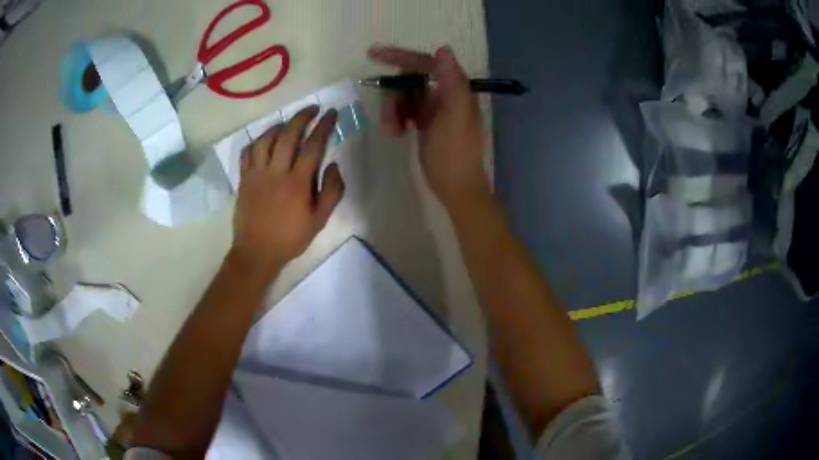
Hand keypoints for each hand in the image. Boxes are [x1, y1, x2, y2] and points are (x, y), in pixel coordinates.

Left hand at [230, 106, 343, 280]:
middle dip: (302, 117)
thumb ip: (331, 192)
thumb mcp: (319, 221)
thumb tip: (333, 165)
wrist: (256, 253)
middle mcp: (276, 172)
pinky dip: (257, 141)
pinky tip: (264, 141)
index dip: (324, 126)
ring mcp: (256, 174)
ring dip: (279, 126)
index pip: (313, 146)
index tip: (331, 113)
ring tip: (289, 123)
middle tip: (313, 108)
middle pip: (288, 135)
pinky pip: (247, 152)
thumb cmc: (290, 238)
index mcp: (297, 182)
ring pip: (265, 139)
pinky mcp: (244, 179)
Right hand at [368, 45, 490, 208]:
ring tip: (394, 131)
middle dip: (395, 95)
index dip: (401, 57)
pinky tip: (397, 133)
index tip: (373, 55)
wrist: (456, 187)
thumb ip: (452, 82)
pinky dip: (396, 118)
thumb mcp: (454, 117)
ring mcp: (434, 107)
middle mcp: (445, 93)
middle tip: (392, 119)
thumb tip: (443, 48)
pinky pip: (404, 109)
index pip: (426, 63)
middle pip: (410, 79)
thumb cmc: (455, 153)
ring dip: (393, 110)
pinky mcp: (425, 121)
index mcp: (455, 88)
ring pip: (404, 95)